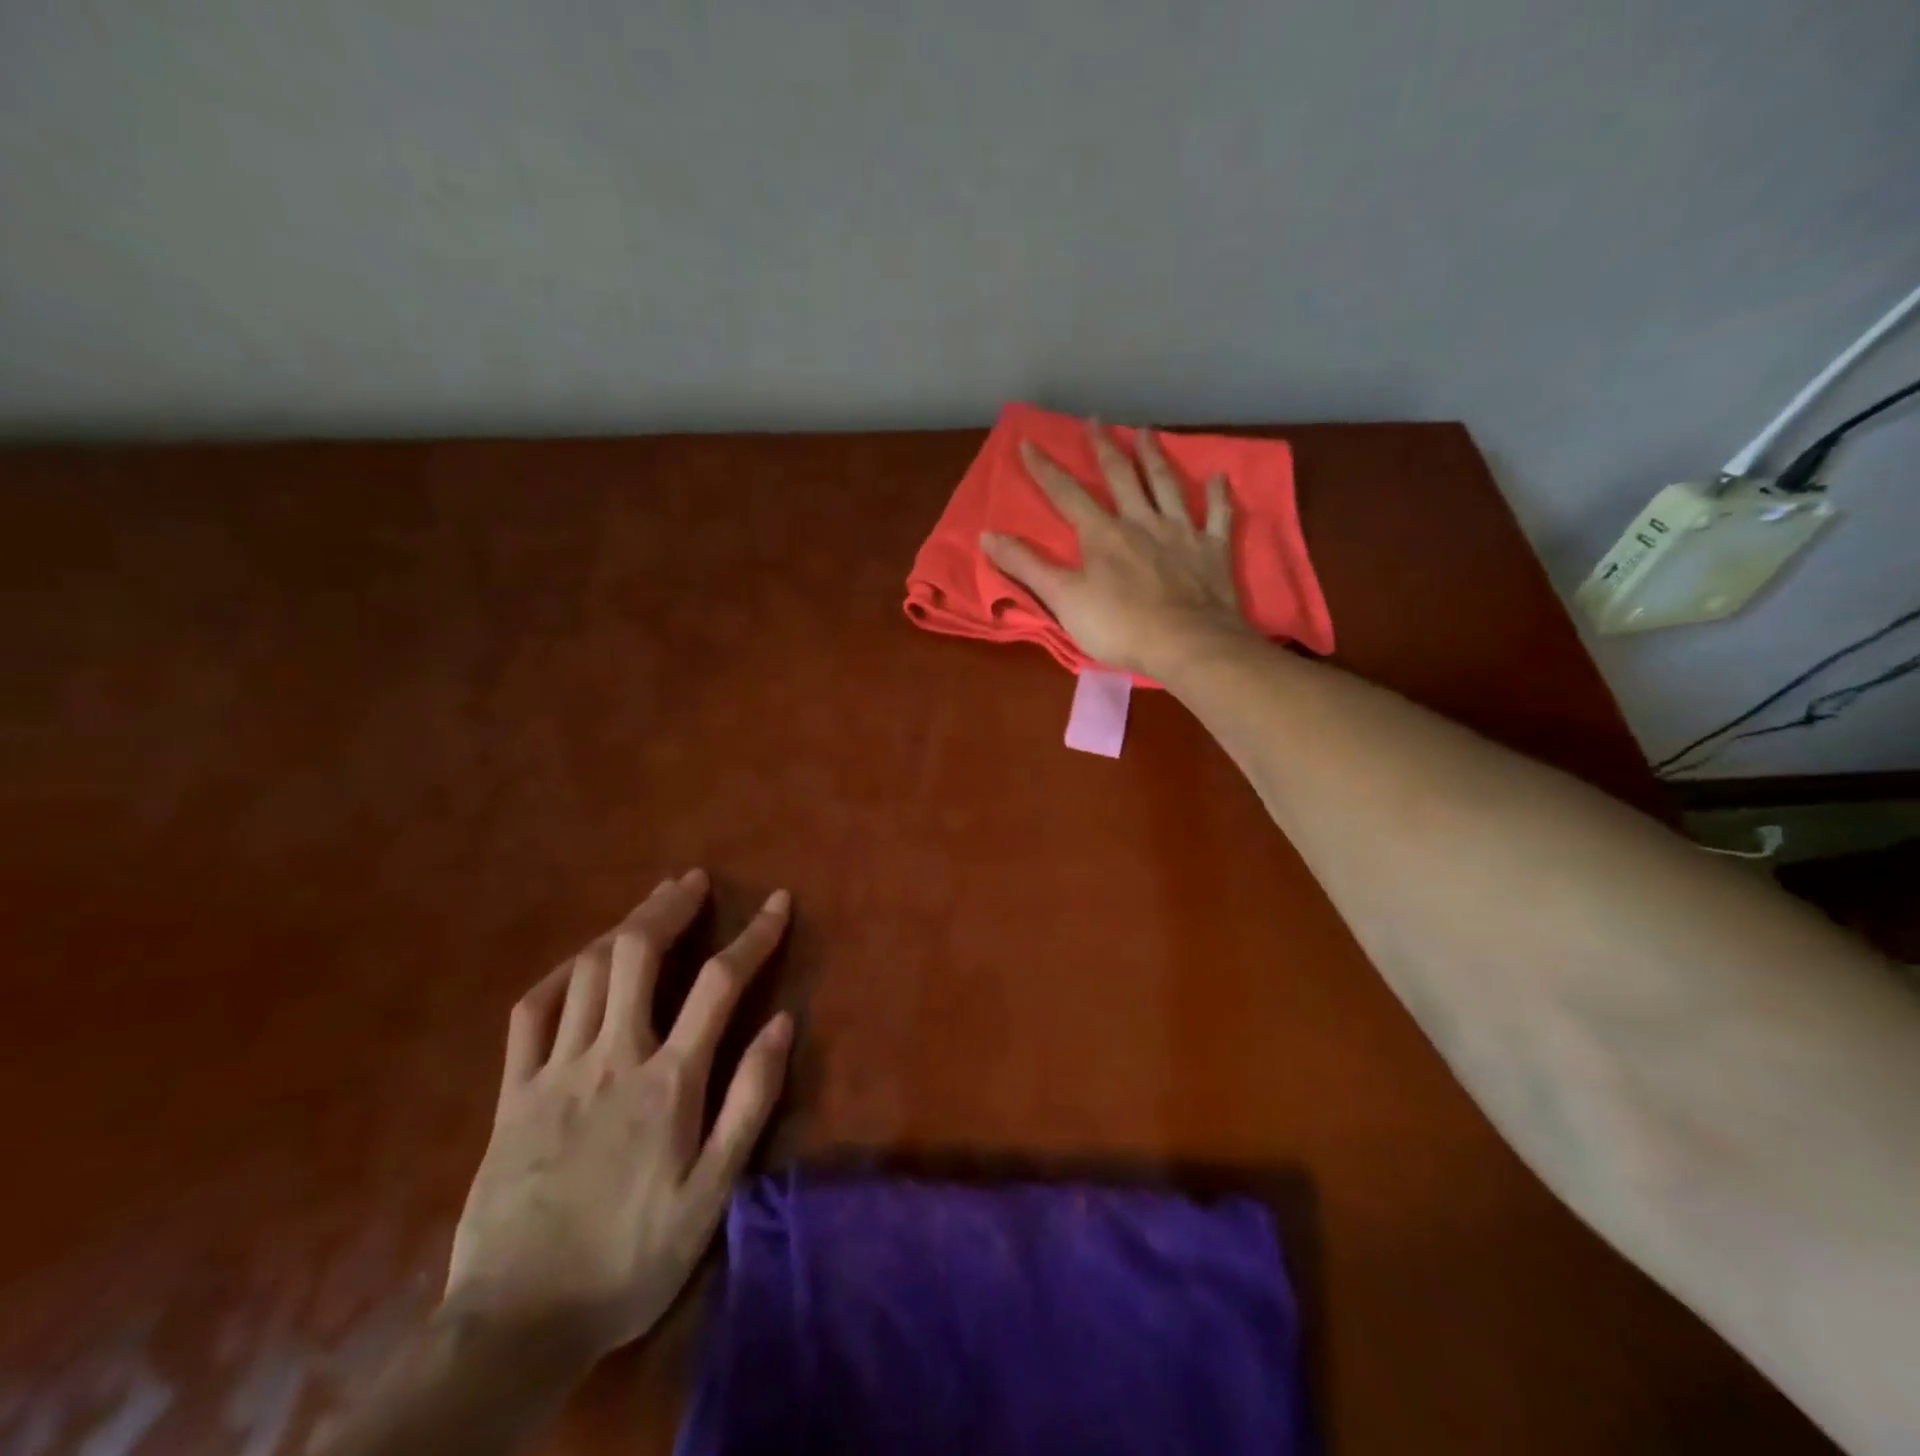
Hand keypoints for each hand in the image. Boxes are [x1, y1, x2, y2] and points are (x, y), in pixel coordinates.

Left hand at [444, 869, 792, 1360]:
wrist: (516, 1326)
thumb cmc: (632, 1258)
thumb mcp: (712, 1192)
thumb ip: (749, 1101)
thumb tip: (784, 1022)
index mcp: (668, 1081)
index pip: (721, 983)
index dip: (755, 935)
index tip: (777, 902)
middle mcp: (612, 1056)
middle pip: (639, 954)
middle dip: (670, 906)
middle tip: (693, 880)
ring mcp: (555, 1070)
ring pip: (589, 971)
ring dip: (623, 926)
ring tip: (649, 905)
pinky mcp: (511, 1093)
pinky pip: (531, 1012)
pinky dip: (561, 974)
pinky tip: (581, 962)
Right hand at [980, 422, 1254, 676]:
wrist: (1187, 644)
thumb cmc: (1119, 626)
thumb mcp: (1062, 599)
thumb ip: (1027, 566)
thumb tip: (987, 536)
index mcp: (1103, 534)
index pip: (1067, 494)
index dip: (1045, 469)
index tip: (1029, 442)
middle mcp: (1142, 522)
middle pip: (1121, 477)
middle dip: (1104, 448)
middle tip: (1096, 420)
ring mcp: (1181, 532)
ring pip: (1166, 485)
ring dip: (1155, 457)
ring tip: (1147, 432)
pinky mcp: (1213, 550)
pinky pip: (1218, 515)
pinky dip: (1220, 494)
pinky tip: (1221, 475)